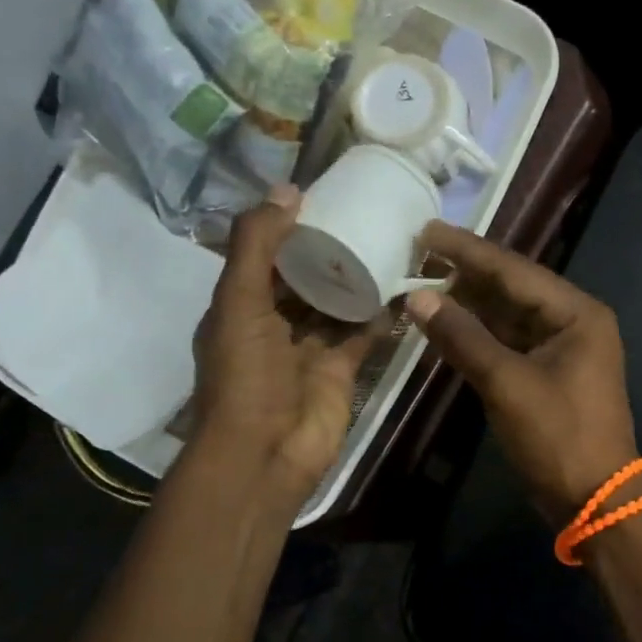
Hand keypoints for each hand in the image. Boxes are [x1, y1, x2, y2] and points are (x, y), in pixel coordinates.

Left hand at [189, 185, 378, 496]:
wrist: (267, 452)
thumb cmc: (245, 375)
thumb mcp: (239, 301)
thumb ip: (258, 246)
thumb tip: (288, 190)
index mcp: (240, 307)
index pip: (265, 257)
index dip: (288, 228)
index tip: (323, 197)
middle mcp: (274, 324)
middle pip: (304, 279)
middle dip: (328, 252)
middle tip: (365, 214)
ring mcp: (309, 349)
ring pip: (336, 304)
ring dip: (357, 279)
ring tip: (389, 241)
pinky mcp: (341, 369)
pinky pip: (362, 333)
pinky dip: (380, 314)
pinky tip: (401, 287)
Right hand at [407, 222, 639, 520]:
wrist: (595, 501)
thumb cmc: (558, 438)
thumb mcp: (507, 384)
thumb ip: (463, 337)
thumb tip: (418, 297)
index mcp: (577, 313)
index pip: (514, 270)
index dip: (467, 250)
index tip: (426, 229)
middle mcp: (573, 321)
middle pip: (512, 287)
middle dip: (466, 272)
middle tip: (417, 251)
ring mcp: (562, 348)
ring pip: (508, 315)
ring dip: (469, 302)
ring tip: (422, 279)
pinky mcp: (548, 373)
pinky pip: (509, 341)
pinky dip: (478, 334)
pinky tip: (446, 322)